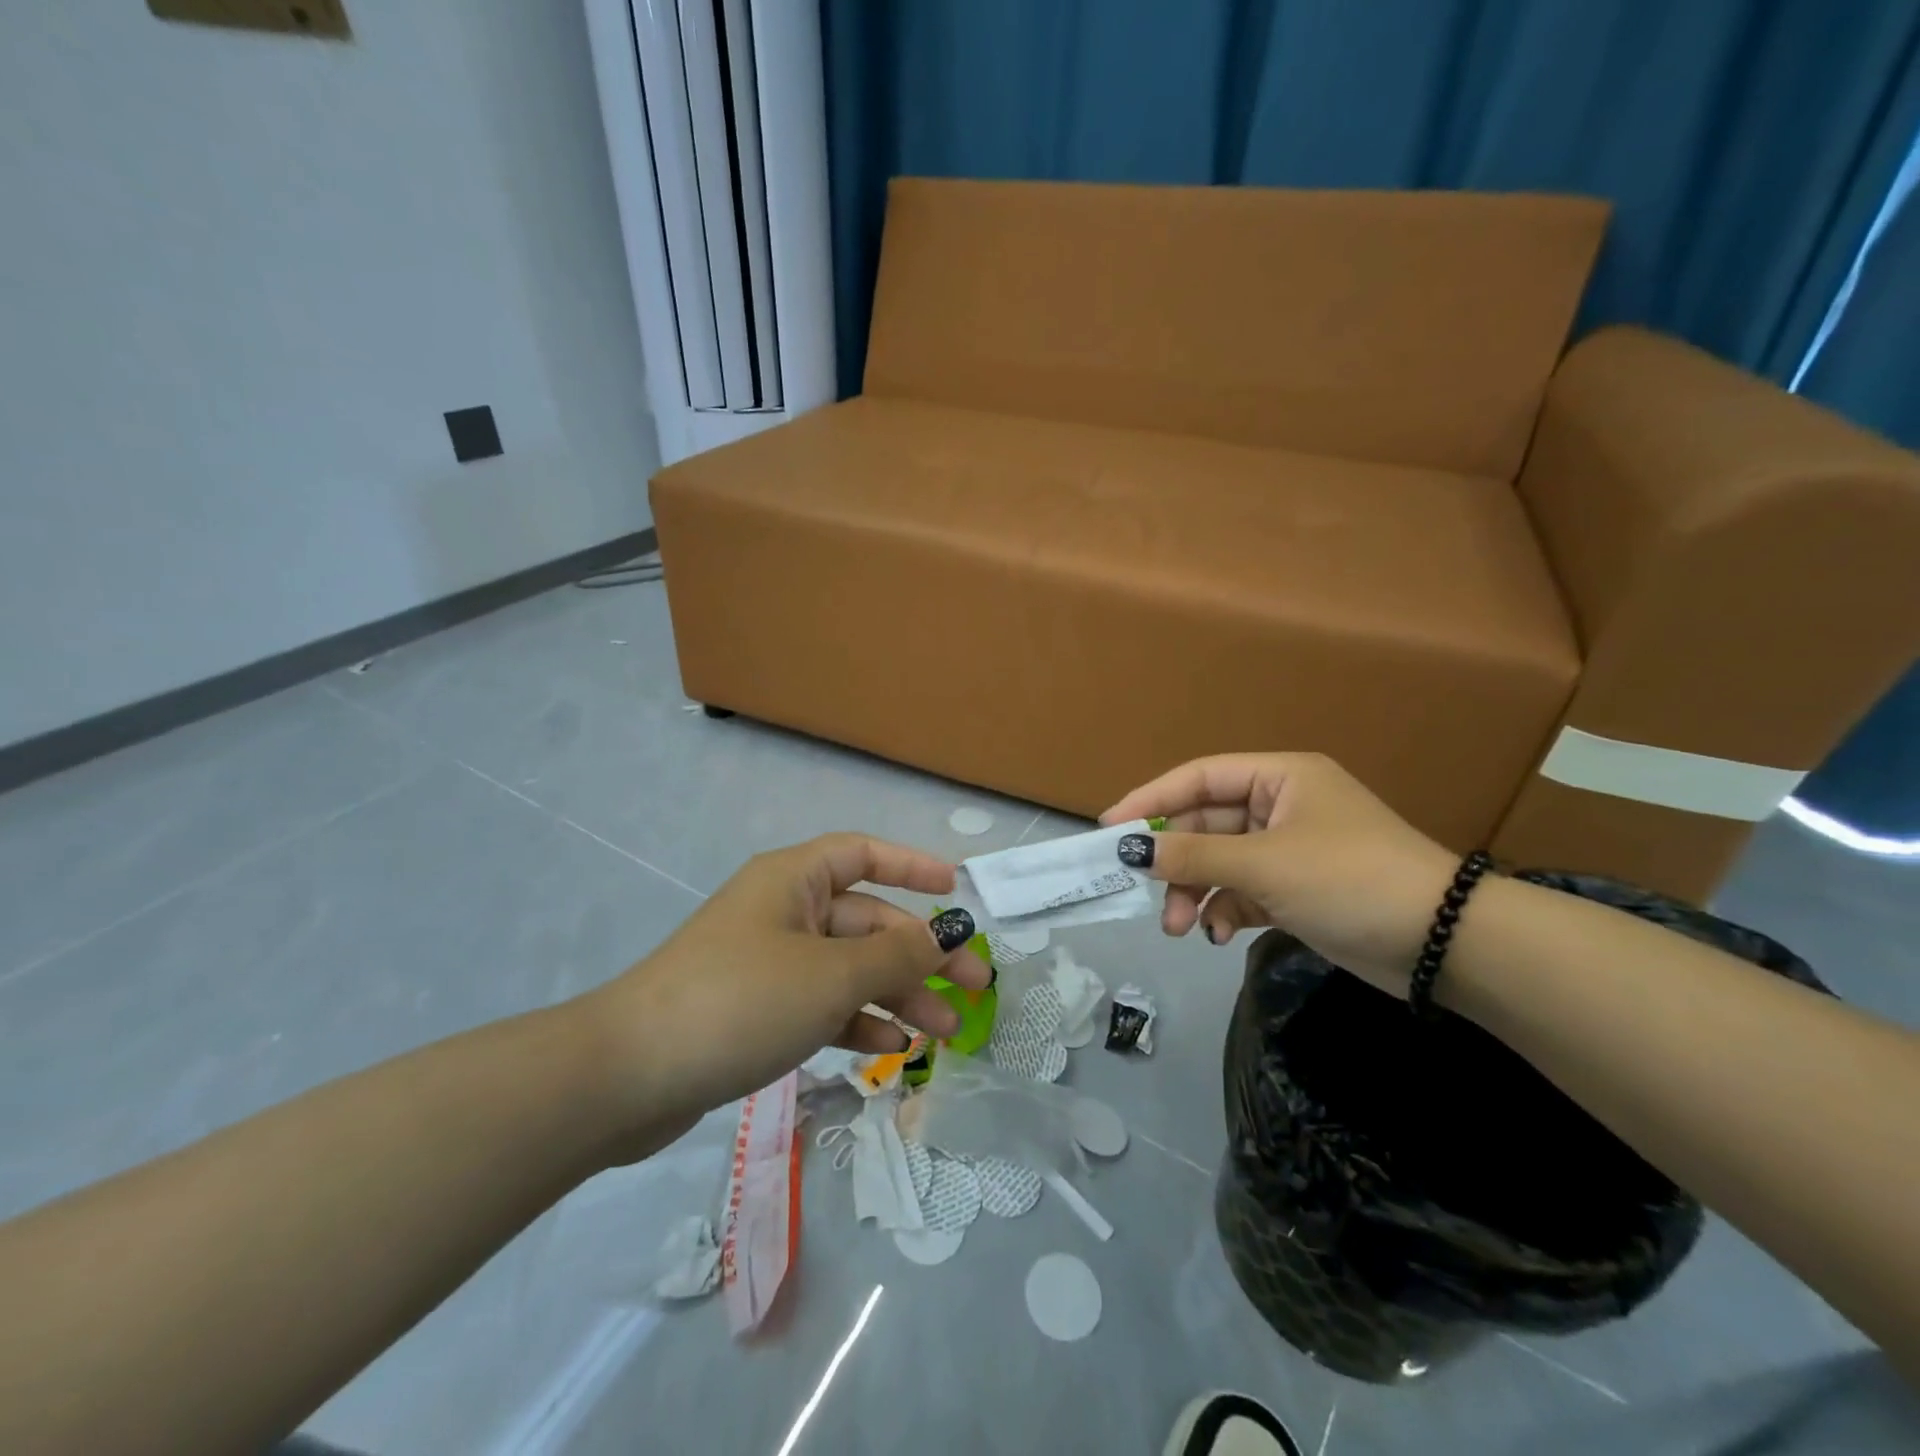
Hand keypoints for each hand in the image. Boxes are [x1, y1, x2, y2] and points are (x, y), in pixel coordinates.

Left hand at [582, 834, 984, 1153]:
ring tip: (944, 1031)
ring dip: (897, 995)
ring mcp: (769, 963)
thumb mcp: (830, 976)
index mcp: (794, 880)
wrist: (627, 1076)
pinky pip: (821, 1004)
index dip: (912, 865)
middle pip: (867, 922)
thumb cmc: (741, 1000)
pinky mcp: (758, 1010)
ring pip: (849, 969)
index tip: (956, 888)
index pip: (863, 854)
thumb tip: (948, 936)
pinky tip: (890, 1049)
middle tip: (975, 988)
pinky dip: (856, 1021)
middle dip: (921, 954)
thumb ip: (897, 956)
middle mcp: (784, 912)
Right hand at [1101, 753, 1457, 996]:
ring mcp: (1289, 850)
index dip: (1151, 800)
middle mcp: (1281, 806)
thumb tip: (1131, 852)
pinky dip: (1226, 910)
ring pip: (1220, 862)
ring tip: (1181, 928)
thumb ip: (1194, 856)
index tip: (1110, 829)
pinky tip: (1220, 934)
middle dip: (1177, 862)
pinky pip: (1243, 891)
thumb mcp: (1264, 863)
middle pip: (1206, 824)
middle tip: (1144, 891)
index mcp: (1279, 778)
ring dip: (1196, 892)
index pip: (1198, 778)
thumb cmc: (1349, 878)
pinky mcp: (1297, 890)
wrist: (1442, 943)